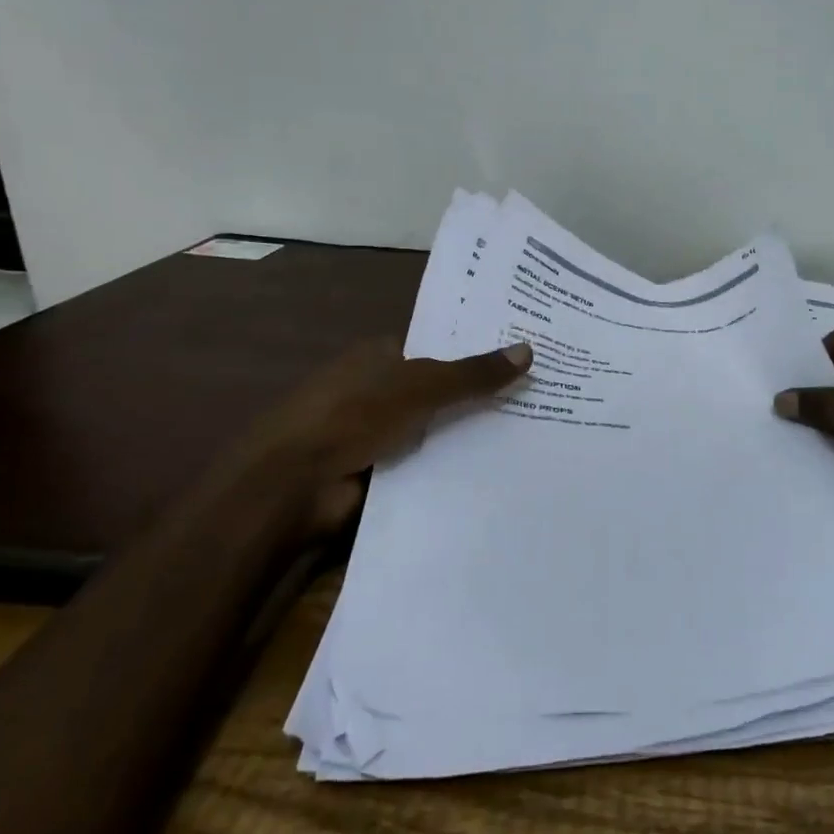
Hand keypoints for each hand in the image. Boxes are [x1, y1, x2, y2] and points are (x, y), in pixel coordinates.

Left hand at [201, 337, 532, 540]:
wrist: (292, 487)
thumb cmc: (351, 417)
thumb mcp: (420, 387)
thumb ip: (473, 374)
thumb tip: (529, 351)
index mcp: (381, 356)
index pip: (439, 346)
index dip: (478, 350)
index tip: (524, 356)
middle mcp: (380, 389)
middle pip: (442, 389)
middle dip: (481, 394)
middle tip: (540, 395)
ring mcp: (378, 432)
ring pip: (438, 428)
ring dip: (471, 434)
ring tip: (534, 432)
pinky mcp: (380, 471)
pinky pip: (428, 462)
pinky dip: (455, 465)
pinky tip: (500, 468)